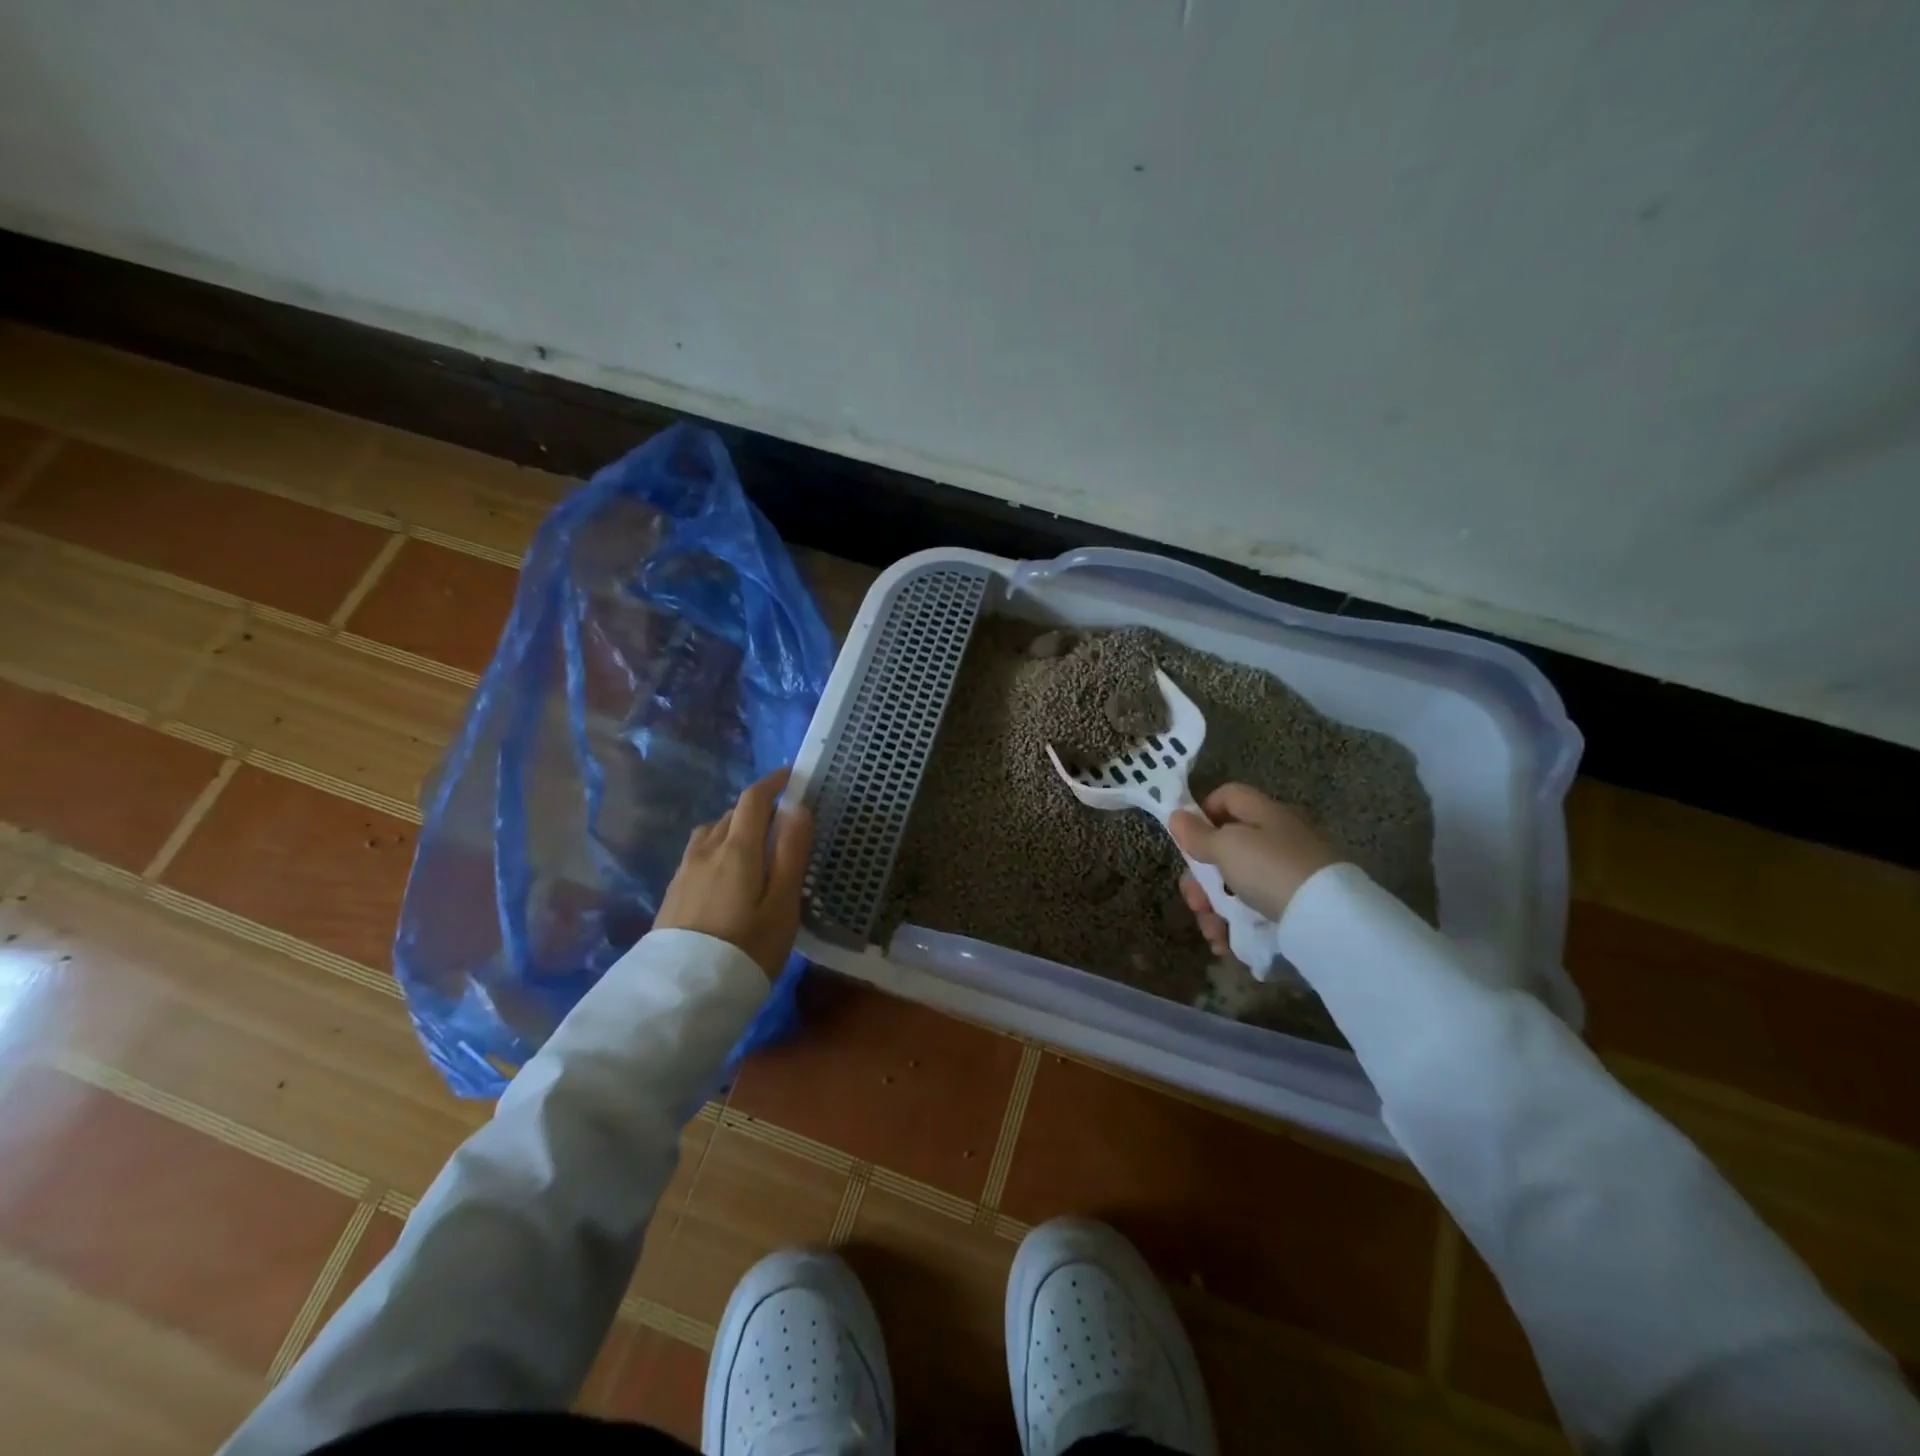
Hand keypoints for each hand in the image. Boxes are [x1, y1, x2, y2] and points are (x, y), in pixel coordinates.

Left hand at [655, 767, 812, 978]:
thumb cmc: (747, 948)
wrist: (682, 995)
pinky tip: (726, 876)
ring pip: (712, 833)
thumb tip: (798, 807)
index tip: (792, 777)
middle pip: (732, 814)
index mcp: (737, 848)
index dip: (773, 782)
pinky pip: (699, 854)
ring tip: (754, 849)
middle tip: (783, 823)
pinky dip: (718, 850)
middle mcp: (706, 850)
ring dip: (734, 829)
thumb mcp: (783, 904)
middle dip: (758, 808)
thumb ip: (792, 853)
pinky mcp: (673, 892)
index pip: (753, 799)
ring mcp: (684, 871)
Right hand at [1168, 783, 1335, 955]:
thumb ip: (1199, 835)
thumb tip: (1176, 816)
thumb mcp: (1227, 847)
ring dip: (1214, 907)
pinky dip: (1236, 924)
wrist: (1329, 918)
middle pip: (1226, 848)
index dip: (1202, 813)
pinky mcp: (1295, 904)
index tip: (1187, 842)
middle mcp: (1277, 838)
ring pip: (1236, 884)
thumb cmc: (1270, 869)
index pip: (1227, 796)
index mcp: (1264, 813)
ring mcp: (1287, 872)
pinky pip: (1255, 908)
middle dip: (1201, 878)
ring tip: (1211, 932)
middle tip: (1195, 901)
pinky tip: (1226, 943)